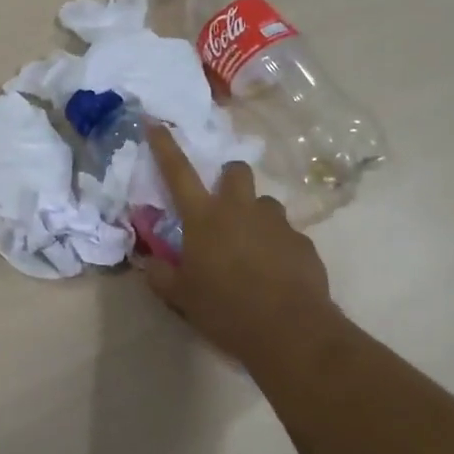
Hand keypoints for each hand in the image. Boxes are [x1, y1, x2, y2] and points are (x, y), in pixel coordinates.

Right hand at [145, 126, 341, 371]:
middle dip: (227, 178)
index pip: (177, 172)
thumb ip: (161, 275)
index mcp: (204, 218)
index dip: (164, 145)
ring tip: (250, 248)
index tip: (155, 122)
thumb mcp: (182, 297)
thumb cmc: (226, 310)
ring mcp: (276, 224)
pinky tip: (274, 273)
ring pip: (264, 203)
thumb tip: (149, 262)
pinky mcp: (303, 243)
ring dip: (254, 215)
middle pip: (235, 171)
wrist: (291, 332)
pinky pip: (286, 234)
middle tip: (221, 206)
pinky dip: (277, 246)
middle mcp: (240, 210)